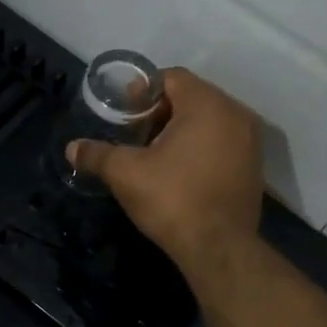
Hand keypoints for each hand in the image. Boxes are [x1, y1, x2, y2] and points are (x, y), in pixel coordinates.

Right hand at [66, 68, 263, 275]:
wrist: (219, 248)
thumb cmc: (172, 199)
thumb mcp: (126, 173)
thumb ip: (97, 154)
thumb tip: (71, 148)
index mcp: (207, 104)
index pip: (173, 77)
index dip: (144, 91)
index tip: (125, 113)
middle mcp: (235, 114)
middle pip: (192, 96)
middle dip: (161, 110)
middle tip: (136, 133)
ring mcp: (250, 140)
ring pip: (210, 119)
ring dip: (181, 128)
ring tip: (155, 152)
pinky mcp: (255, 165)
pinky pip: (223, 140)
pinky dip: (201, 145)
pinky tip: (180, 170)